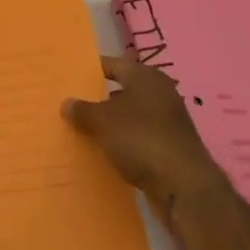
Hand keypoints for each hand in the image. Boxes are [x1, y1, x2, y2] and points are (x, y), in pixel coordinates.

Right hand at [63, 55, 230, 216]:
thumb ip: (83, 110)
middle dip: (99, 98)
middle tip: (72, 105)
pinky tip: (106, 151)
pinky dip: (123, 141)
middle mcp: (160, 93)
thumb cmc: (140, 139)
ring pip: (131, 115)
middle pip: (123, 90)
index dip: (91, 70)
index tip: (70, 78)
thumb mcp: (103, 121)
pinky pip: (139, 137)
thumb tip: (67, 102)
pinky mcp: (170, 146)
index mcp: (145, 77)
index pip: (113, 65)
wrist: (182, 185)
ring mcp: (168, 120)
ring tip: (83, 130)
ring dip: (111, 122)